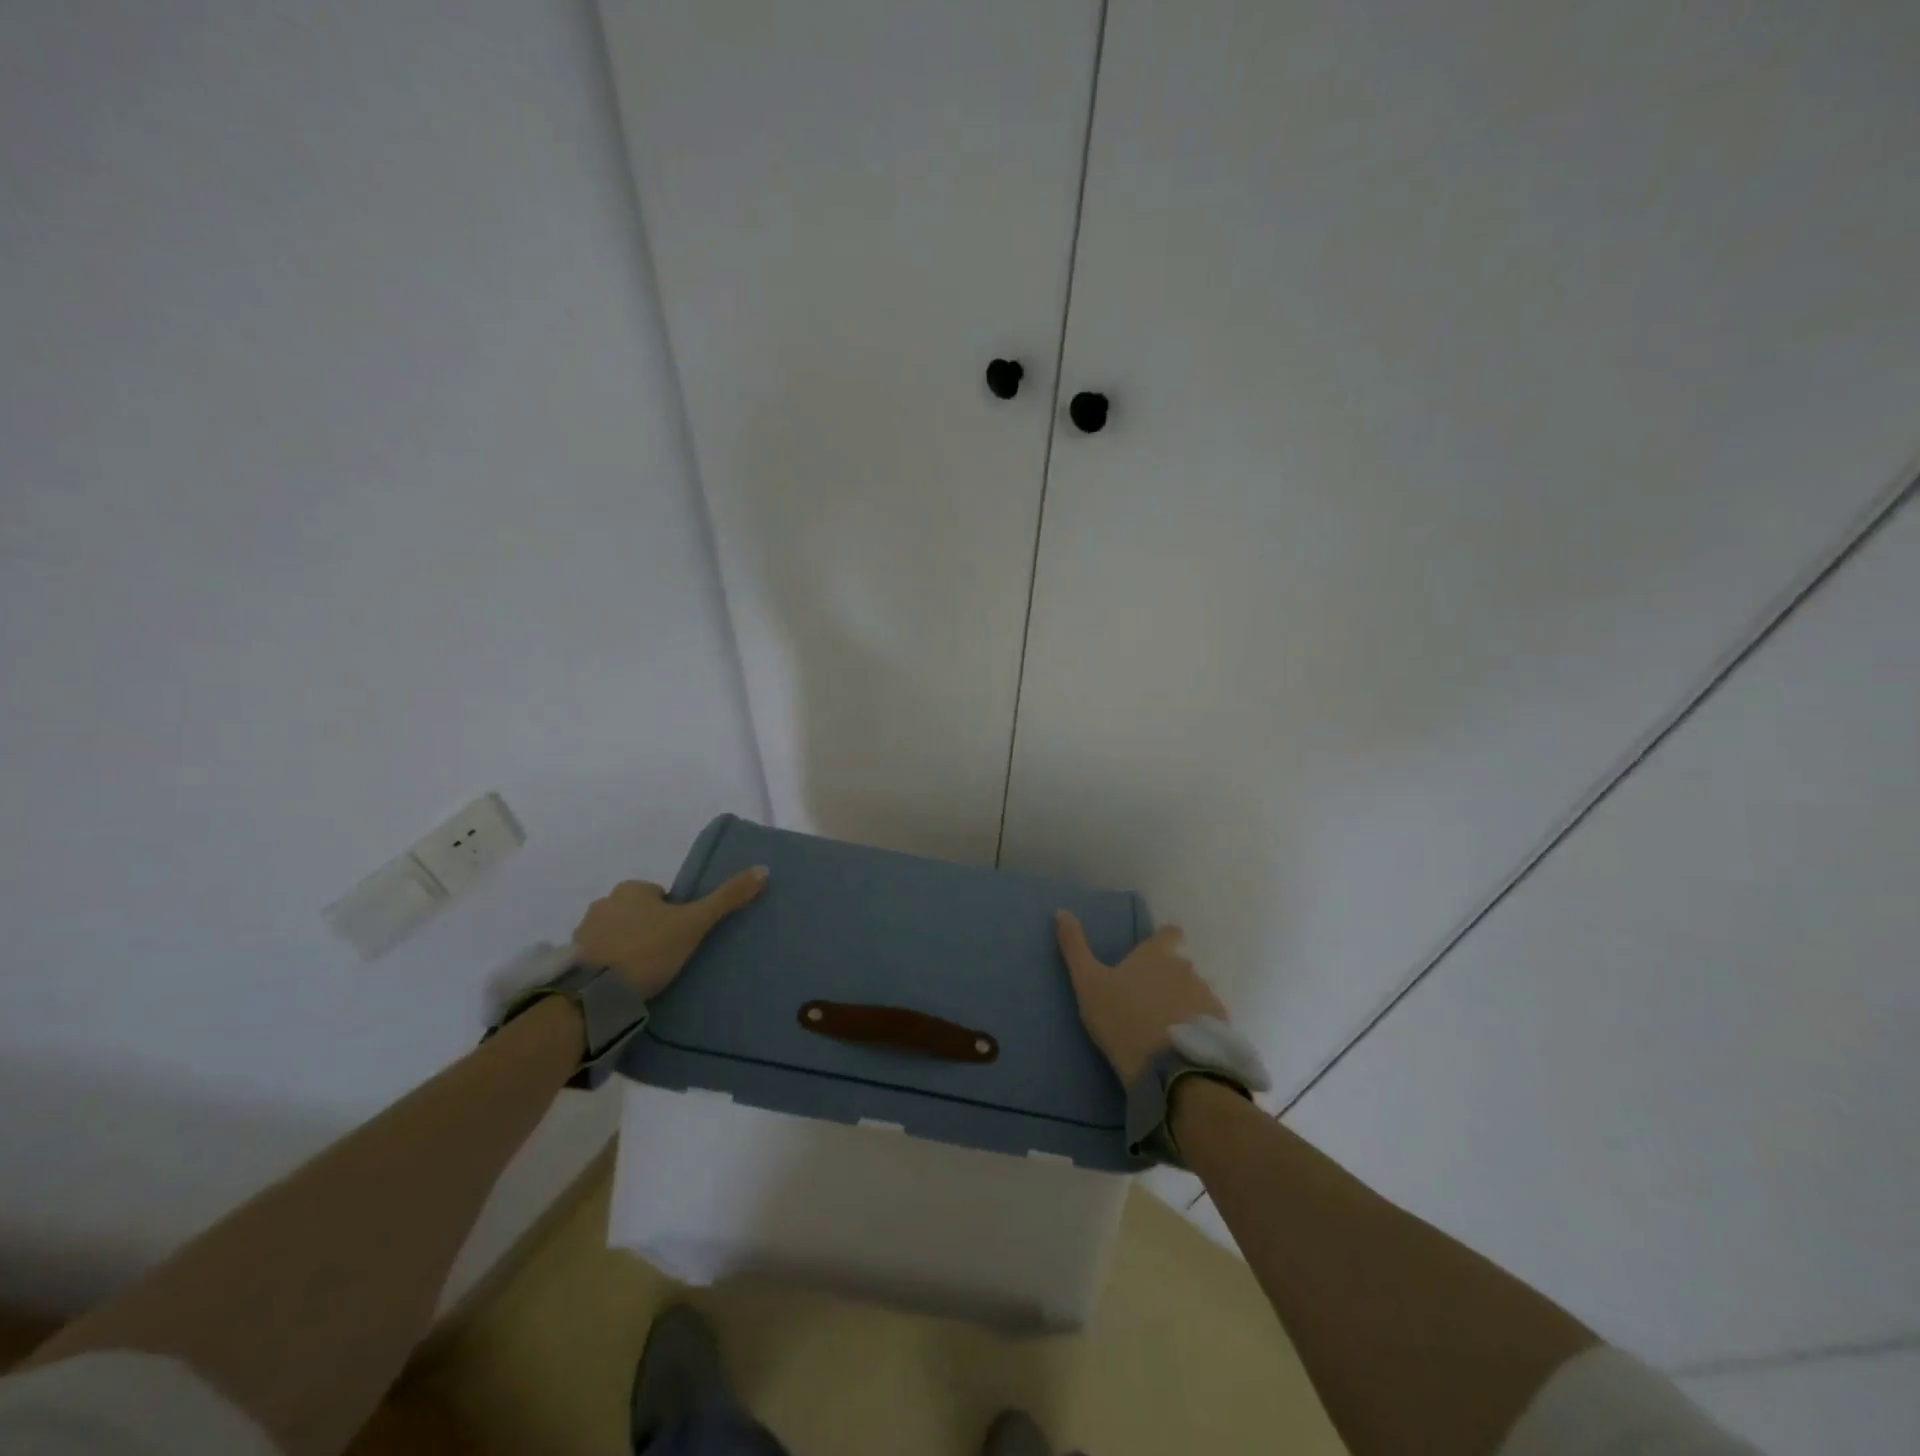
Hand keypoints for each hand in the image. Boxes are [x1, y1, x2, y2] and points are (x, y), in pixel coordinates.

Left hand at [572, 867, 767, 999]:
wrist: (595, 994)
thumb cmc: (649, 950)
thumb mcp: (695, 923)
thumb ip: (727, 898)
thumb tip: (763, 869)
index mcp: (632, 889)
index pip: (659, 895)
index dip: (673, 914)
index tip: (680, 937)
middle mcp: (604, 902)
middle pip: (635, 912)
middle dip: (647, 928)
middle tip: (663, 956)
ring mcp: (583, 931)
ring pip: (614, 933)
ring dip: (625, 946)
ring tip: (641, 974)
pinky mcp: (570, 960)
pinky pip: (595, 956)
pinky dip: (606, 965)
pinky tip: (619, 984)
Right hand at [1055, 910, 1229, 1082]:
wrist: (1168, 1069)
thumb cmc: (1122, 1019)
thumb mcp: (1088, 983)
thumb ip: (1075, 947)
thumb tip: (1061, 911)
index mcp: (1156, 955)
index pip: (1169, 933)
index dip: (1164, 940)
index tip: (1153, 955)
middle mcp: (1186, 967)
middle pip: (1180, 966)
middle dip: (1168, 978)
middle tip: (1147, 1002)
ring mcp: (1207, 996)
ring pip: (1194, 992)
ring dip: (1183, 1002)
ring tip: (1164, 1027)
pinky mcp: (1220, 1025)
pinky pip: (1207, 1018)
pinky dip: (1196, 1026)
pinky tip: (1182, 1044)